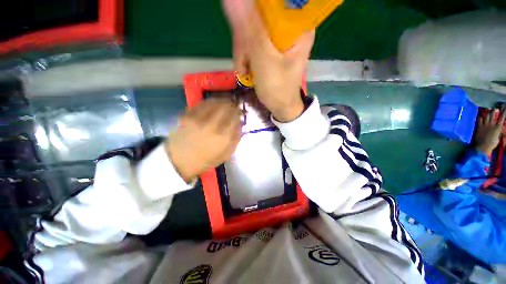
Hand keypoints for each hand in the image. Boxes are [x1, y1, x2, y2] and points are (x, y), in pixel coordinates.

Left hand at [165, 98, 241, 182]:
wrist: (179, 161)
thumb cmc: (205, 160)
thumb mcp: (226, 155)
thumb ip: (235, 139)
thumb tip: (239, 125)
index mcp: (222, 136)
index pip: (235, 117)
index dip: (238, 113)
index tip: (239, 113)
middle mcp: (211, 125)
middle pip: (226, 107)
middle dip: (232, 105)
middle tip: (233, 107)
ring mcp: (198, 118)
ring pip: (214, 102)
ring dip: (222, 101)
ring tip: (224, 103)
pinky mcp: (187, 115)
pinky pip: (202, 104)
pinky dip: (210, 102)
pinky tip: (212, 104)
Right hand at [229, 3, 314, 121]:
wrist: (280, 107)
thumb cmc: (278, 88)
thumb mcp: (265, 60)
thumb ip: (251, 30)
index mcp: (298, 27)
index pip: (274, 4)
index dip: (255, 11)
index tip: (244, 30)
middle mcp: (290, 28)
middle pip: (260, 17)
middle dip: (245, 40)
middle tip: (242, 61)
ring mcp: (278, 39)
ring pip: (252, 30)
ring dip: (242, 51)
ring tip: (243, 70)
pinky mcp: (270, 48)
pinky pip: (251, 42)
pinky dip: (245, 56)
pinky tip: (245, 69)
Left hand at [474, 107, 505, 154]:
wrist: (483, 146)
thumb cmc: (492, 144)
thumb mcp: (498, 138)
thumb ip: (499, 133)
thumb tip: (500, 131)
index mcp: (497, 127)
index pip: (502, 118)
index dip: (504, 112)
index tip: (505, 107)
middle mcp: (491, 124)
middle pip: (492, 114)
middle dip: (494, 110)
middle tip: (495, 108)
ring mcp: (485, 125)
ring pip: (486, 116)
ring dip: (487, 112)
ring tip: (488, 110)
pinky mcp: (479, 127)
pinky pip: (479, 120)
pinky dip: (481, 117)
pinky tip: (481, 116)